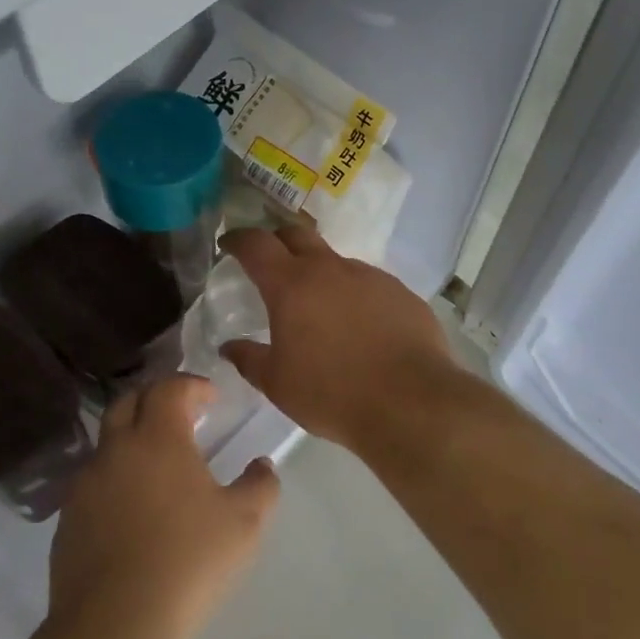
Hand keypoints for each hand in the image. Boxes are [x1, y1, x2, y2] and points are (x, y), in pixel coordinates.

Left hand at [49, 375, 278, 638]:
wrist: (115, 623)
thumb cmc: (189, 562)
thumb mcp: (244, 523)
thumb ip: (261, 485)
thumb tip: (262, 466)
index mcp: (158, 439)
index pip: (169, 388)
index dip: (191, 384)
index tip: (210, 397)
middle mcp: (116, 450)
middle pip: (128, 401)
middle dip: (155, 398)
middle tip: (180, 415)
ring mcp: (85, 483)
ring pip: (107, 442)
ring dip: (132, 438)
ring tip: (158, 463)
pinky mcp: (67, 517)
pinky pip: (93, 480)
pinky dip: (115, 476)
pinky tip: (133, 508)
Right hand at [218, 226, 458, 451]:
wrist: (410, 403)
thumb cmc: (331, 394)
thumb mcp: (278, 384)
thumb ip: (249, 360)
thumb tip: (229, 347)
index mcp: (292, 285)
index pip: (256, 244)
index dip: (238, 239)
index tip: (229, 244)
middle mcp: (331, 269)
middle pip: (298, 235)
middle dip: (278, 241)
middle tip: (270, 262)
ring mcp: (371, 277)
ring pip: (336, 262)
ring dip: (321, 274)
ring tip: (320, 308)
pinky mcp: (401, 293)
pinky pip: (369, 285)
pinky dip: (354, 296)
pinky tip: (360, 327)